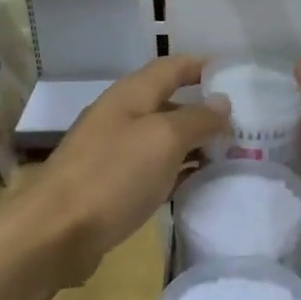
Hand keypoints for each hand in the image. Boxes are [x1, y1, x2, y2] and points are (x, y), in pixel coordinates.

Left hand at [25, 56, 227, 282]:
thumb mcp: (163, 139)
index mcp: (131, 94)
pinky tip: (199, 183)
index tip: (240, 76)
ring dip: (194, 142)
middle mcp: (121, 116)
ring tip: (232, 154)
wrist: (55, 232)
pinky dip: (177, 170)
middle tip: (245, 124)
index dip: (204, 67)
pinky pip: (153, 168)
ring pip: (162, 138)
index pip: (173, 67)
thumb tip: (222, 102)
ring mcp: (114, 151)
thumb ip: (196, 118)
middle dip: (205, 110)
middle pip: (169, 102)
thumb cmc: (113, 175)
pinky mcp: (111, 184)